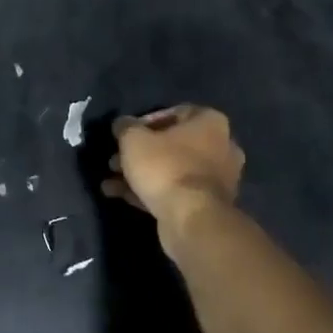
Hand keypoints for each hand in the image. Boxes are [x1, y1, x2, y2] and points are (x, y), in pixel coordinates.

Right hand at [103, 105, 245, 229]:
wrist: (191, 218)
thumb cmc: (165, 167)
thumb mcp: (133, 139)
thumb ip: (125, 127)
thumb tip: (122, 125)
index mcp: (210, 122)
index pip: (174, 113)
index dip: (144, 122)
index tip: (126, 134)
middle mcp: (221, 146)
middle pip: (172, 144)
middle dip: (140, 152)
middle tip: (115, 160)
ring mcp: (217, 179)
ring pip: (171, 169)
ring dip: (140, 174)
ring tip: (111, 181)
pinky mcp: (207, 205)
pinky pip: (174, 191)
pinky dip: (149, 191)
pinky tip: (119, 195)